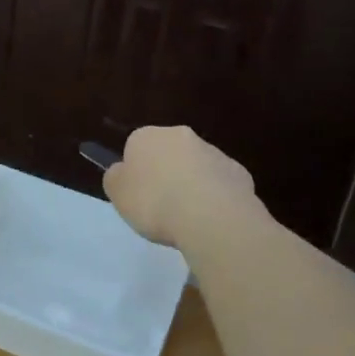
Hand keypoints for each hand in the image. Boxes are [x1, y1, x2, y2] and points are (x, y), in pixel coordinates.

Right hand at [103, 126, 256, 248]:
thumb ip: (116, 178)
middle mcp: (181, 136)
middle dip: (166, 173)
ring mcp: (213, 152)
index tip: (138, 195)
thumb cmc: (154, 203)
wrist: (210, 217)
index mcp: (147, 136)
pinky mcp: (238, 172)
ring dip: (192, 185)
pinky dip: (216, 197)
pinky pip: (220, 184)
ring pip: (196, 167)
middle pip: (168, 153)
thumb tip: (123, 171)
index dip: (136, 171)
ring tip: (188, 219)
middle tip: (161, 206)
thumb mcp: (117, 194)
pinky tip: (212, 220)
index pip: (135, 146)